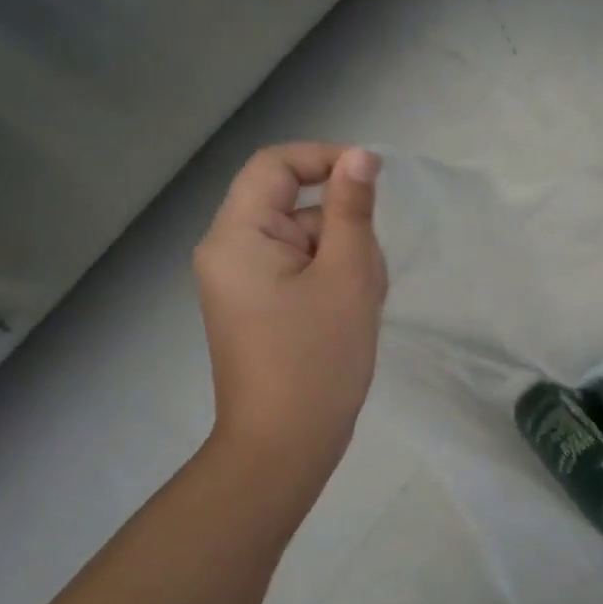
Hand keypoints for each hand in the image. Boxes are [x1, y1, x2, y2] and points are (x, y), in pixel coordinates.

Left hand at [192, 143, 386, 514]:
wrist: (284, 447)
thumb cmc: (317, 358)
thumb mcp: (347, 276)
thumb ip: (353, 210)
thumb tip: (361, 157)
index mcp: (237, 236)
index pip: (275, 165)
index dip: (324, 159)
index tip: (373, 179)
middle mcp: (229, 251)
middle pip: (295, 206)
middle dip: (342, 228)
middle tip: (367, 275)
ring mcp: (243, 282)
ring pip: (306, 240)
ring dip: (343, 258)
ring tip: (360, 303)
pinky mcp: (259, 306)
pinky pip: (300, 270)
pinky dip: (332, 280)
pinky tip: (349, 315)